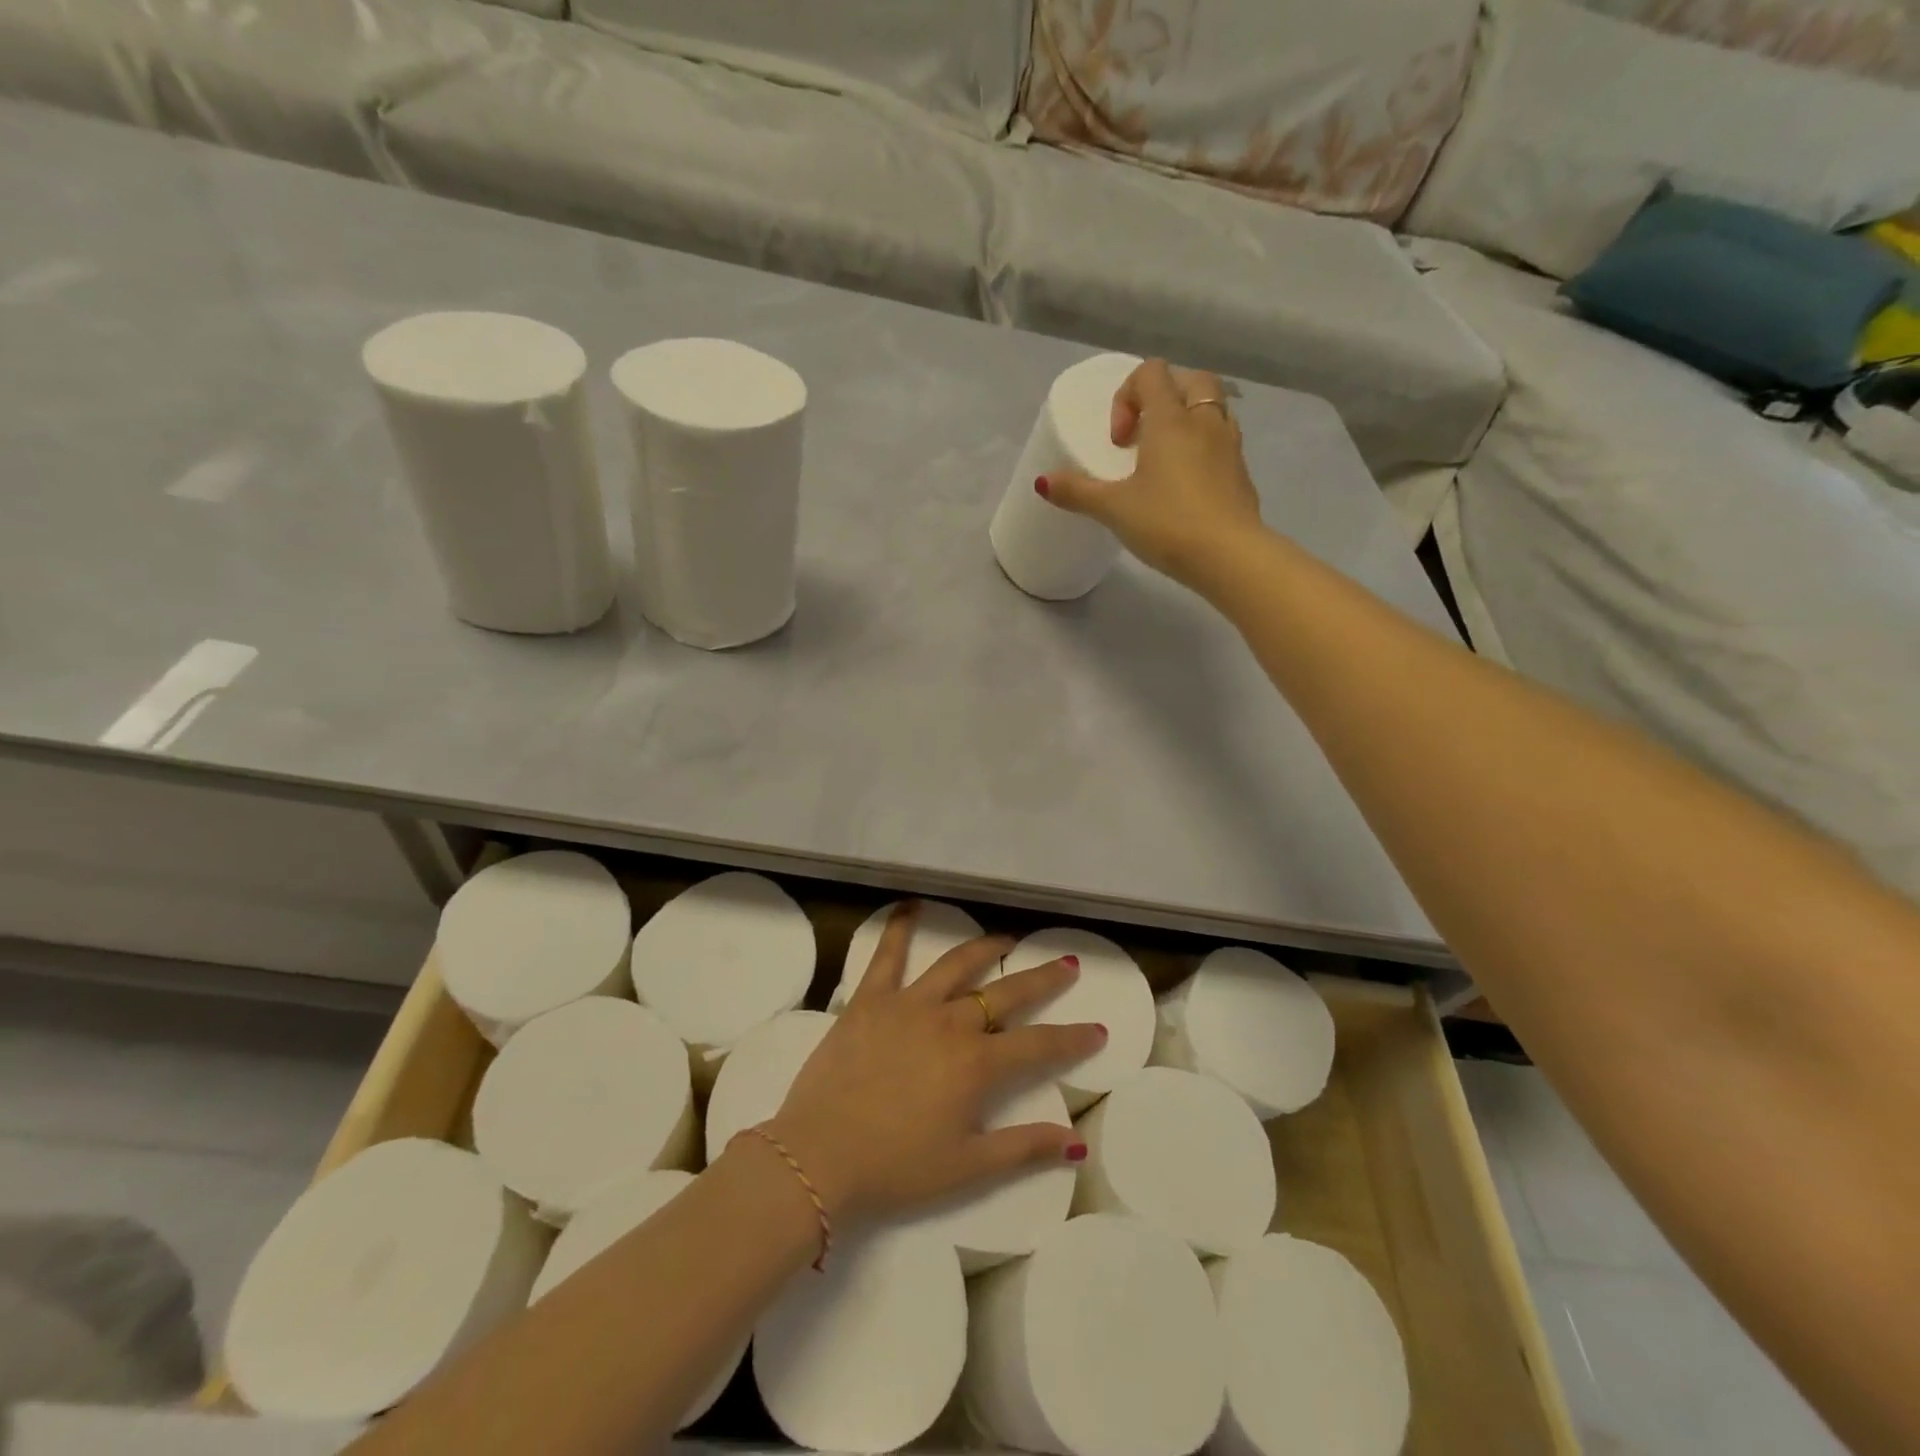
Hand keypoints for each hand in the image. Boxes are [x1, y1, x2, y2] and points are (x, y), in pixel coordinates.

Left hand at [763, 903, 1104, 1222]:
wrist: (818, 1157)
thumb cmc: (895, 1168)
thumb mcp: (967, 1168)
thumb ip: (1023, 1148)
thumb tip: (1076, 1143)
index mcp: (976, 1064)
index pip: (1039, 1045)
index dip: (1072, 1038)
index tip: (1097, 1029)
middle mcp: (950, 1023)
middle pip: (1005, 993)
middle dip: (1041, 980)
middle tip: (1065, 964)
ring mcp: (908, 1004)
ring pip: (956, 965)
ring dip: (985, 948)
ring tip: (1006, 938)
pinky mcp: (869, 999)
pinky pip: (887, 955)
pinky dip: (900, 927)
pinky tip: (911, 906)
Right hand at [1039, 358, 1267, 590]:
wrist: (1229, 555)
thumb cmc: (1167, 523)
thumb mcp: (1114, 509)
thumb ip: (1078, 492)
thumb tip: (1042, 482)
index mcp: (1171, 420)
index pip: (1151, 373)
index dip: (1127, 396)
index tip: (1119, 442)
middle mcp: (1205, 421)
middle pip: (1190, 380)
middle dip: (1164, 397)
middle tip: (1144, 437)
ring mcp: (1230, 446)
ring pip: (1213, 409)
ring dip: (1188, 421)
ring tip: (1166, 460)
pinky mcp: (1242, 473)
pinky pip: (1223, 442)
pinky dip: (1205, 448)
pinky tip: (1188, 485)